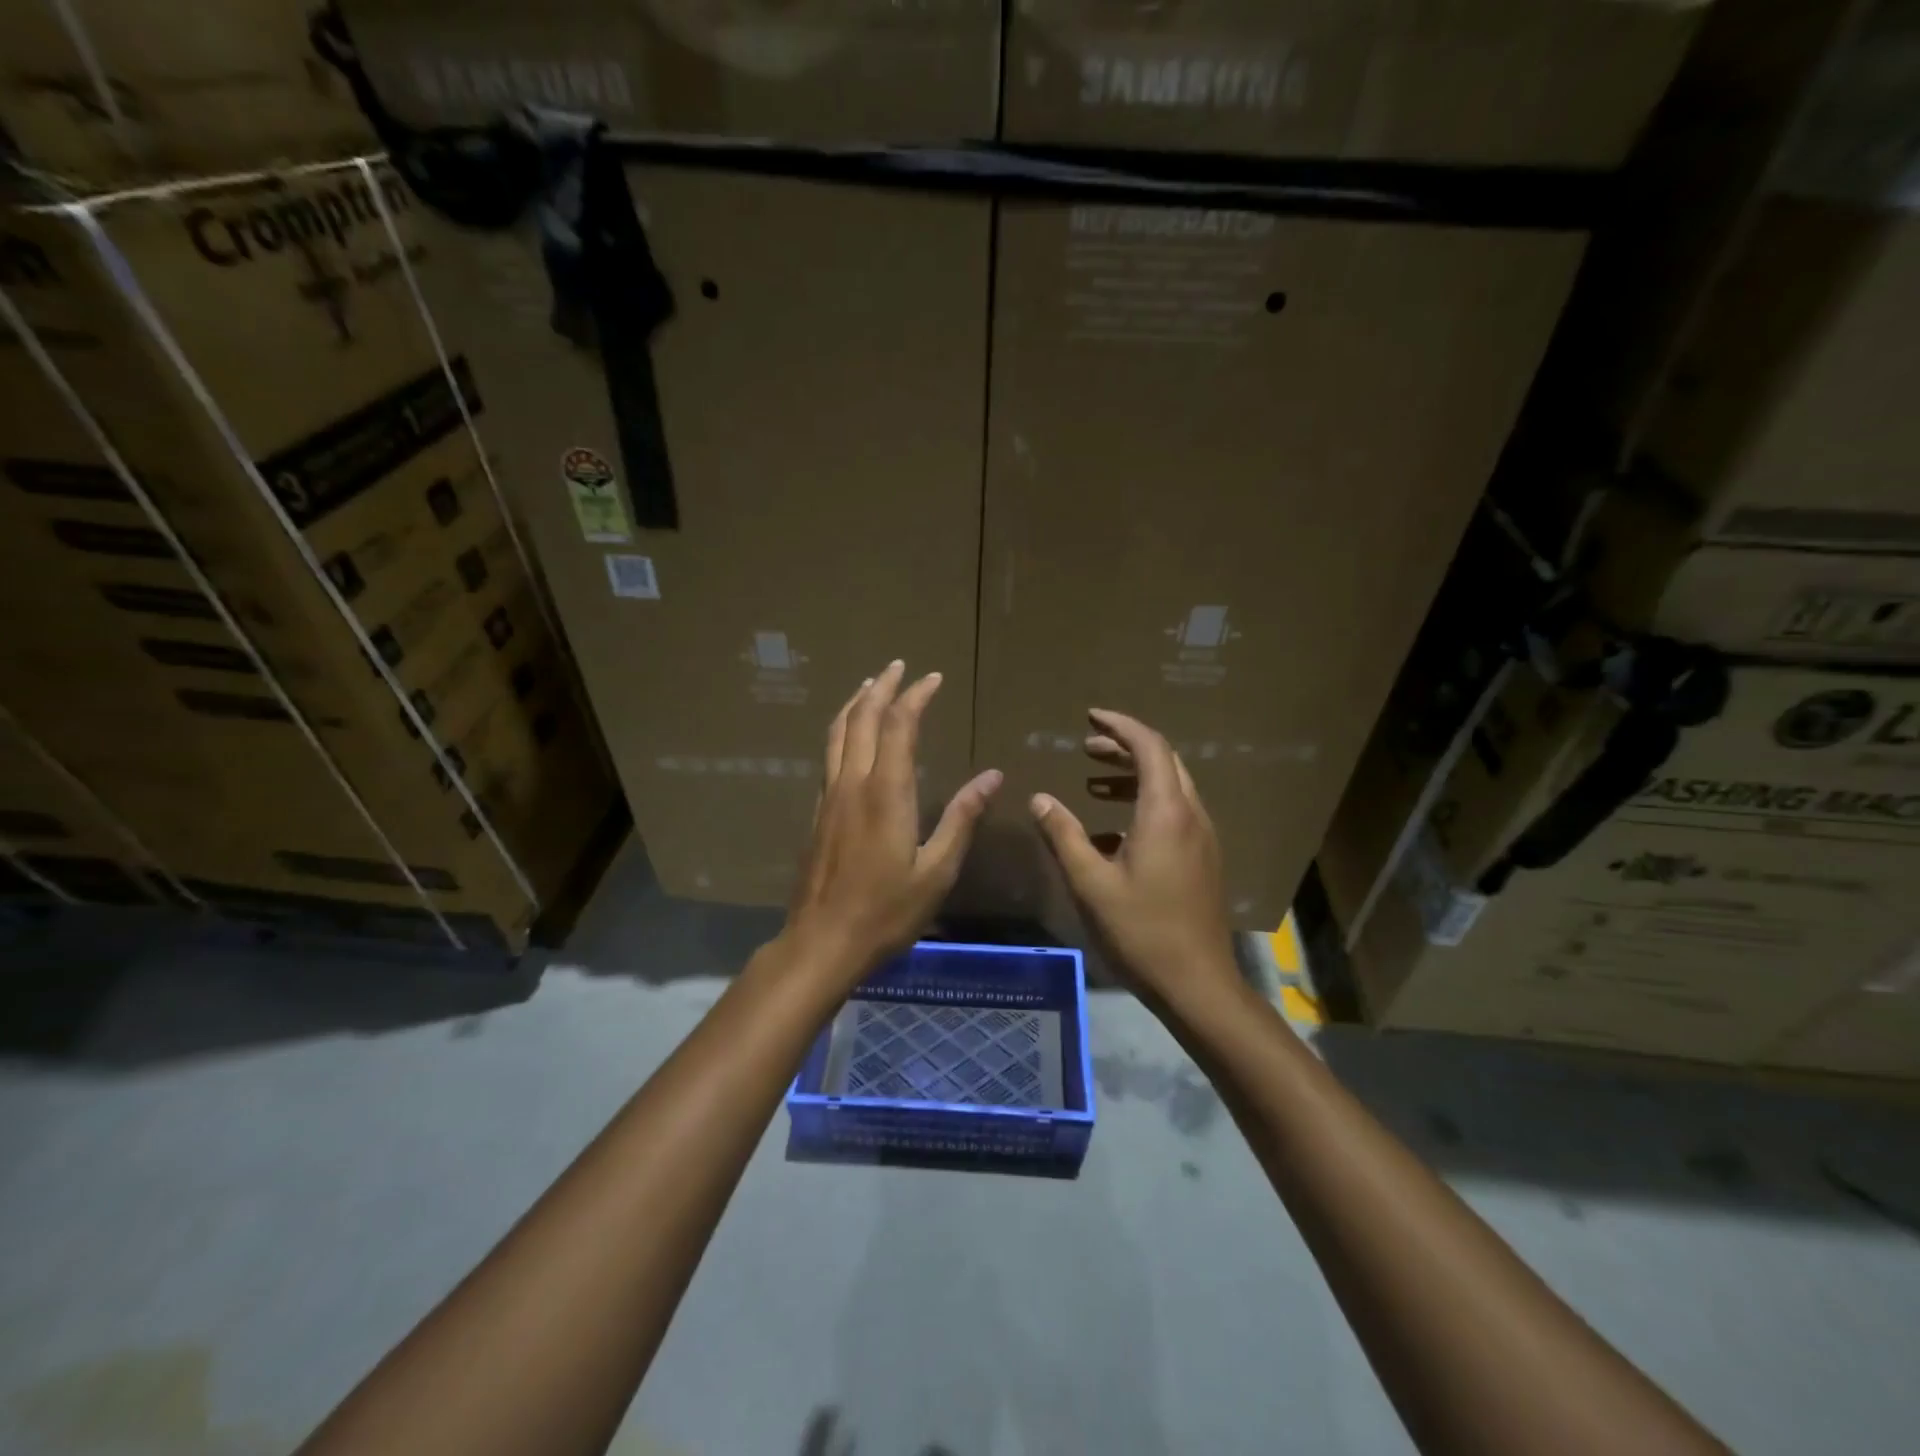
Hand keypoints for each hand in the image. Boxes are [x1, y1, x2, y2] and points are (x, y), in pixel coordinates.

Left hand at [784, 660, 1002, 980]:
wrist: (822, 942)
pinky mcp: (817, 812)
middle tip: (899, 666)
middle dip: (882, 687)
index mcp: (886, 792)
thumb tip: (993, 777)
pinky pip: (828, 755)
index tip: (932, 678)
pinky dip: (841, 731)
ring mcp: (829, 796)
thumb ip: (962, 818)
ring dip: (855, 703)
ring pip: (837, 733)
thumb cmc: (887, 911)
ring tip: (870, 685)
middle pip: (862, 718)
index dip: (916, 697)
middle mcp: (852, 783)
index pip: (899, 726)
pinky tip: (848, 737)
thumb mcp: (937, 870)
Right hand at [1030, 709, 1237, 1006]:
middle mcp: (1191, 816)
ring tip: (1094, 782)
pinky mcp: (1202, 859)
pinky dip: (1142, 805)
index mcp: (1166, 813)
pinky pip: (1173, 814)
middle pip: (1163, 762)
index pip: (1149, 747)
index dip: (1120, 726)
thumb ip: (1064, 835)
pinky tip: (1110, 832)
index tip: (1091, 717)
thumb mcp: (1091, 883)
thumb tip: (1040, 798)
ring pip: (1170, 788)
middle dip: (1125, 748)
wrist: (1198, 984)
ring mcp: (1201, 838)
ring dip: (1134, 776)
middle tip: (1087, 748)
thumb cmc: (1141, 931)